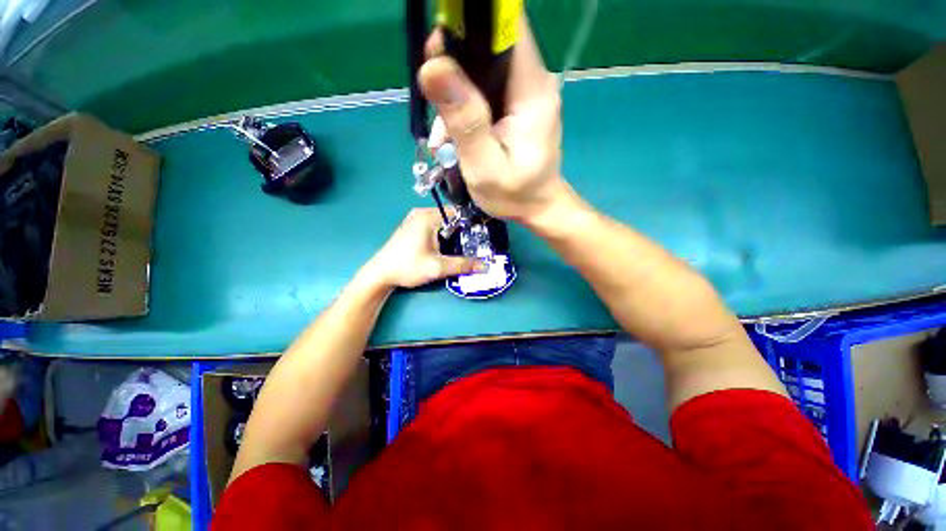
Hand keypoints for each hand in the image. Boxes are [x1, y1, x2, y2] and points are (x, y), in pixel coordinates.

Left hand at [362, 208, 482, 288]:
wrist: (381, 273)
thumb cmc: (407, 267)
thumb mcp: (437, 267)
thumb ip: (462, 265)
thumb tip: (485, 266)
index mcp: (428, 216)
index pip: (459, 212)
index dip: (473, 224)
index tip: (485, 235)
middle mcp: (422, 213)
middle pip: (451, 218)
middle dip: (464, 231)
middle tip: (479, 245)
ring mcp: (415, 219)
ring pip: (443, 224)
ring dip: (453, 235)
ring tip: (467, 248)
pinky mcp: (411, 228)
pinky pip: (434, 227)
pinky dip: (443, 236)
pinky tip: (449, 249)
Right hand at [419, 18, 570, 222]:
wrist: (538, 206)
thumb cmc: (516, 192)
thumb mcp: (484, 164)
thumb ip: (462, 116)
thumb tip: (433, 65)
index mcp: (532, 89)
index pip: (511, 32)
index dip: (477, 20)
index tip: (444, 31)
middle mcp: (532, 78)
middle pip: (491, 41)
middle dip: (455, 51)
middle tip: (432, 88)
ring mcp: (523, 83)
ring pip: (481, 57)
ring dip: (453, 75)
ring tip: (443, 122)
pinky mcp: (513, 92)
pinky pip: (481, 75)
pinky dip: (459, 89)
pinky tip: (451, 123)